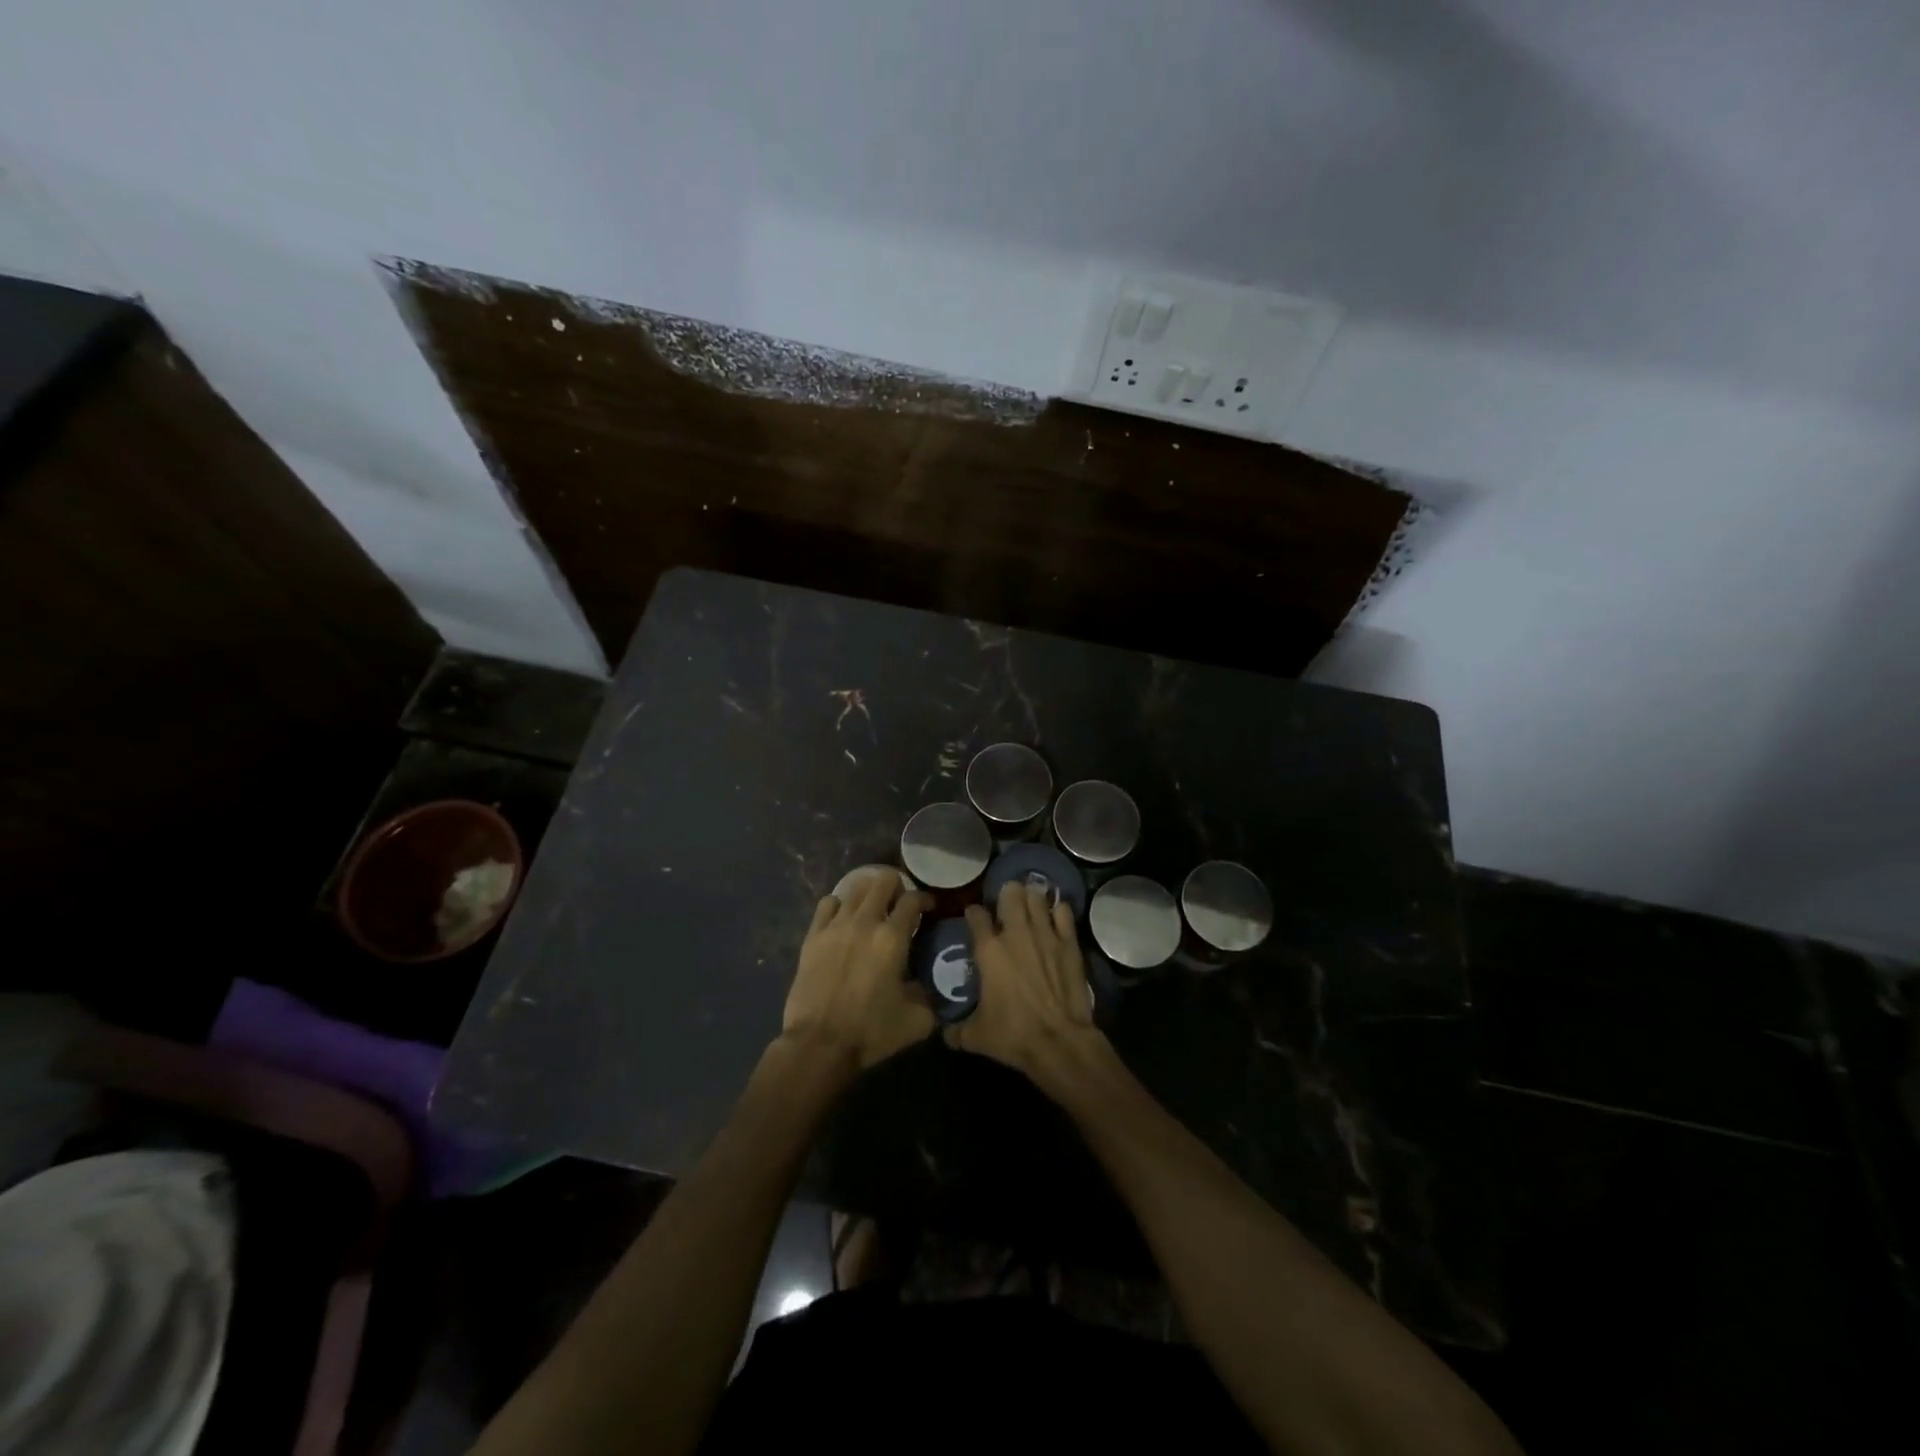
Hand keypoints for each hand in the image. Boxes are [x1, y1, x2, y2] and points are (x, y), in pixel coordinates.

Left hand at [781, 872, 935, 1069]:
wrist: (819, 1045)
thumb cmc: (871, 1032)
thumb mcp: (917, 1020)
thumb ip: (930, 996)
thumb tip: (931, 985)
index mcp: (892, 938)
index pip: (912, 899)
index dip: (925, 899)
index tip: (929, 908)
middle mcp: (865, 922)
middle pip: (883, 881)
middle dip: (897, 887)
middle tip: (900, 905)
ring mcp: (835, 926)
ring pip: (855, 887)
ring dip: (869, 892)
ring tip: (873, 907)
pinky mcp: (813, 936)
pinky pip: (828, 903)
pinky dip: (839, 904)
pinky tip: (844, 918)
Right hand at [952, 881, 1099, 1079]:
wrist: (1059, 1041)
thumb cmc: (1012, 1035)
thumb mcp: (976, 1037)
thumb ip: (956, 1031)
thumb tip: (944, 1033)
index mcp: (988, 950)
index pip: (976, 915)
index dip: (973, 913)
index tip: (974, 917)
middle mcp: (1015, 933)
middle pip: (1010, 893)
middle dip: (1006, 894)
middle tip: (1005, 904)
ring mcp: (1045, 934)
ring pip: (1037, 898)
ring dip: (1032, 898)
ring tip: (1029, 904)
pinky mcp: (1069, 943)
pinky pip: (1064, 912)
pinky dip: (1059, 911)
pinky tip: (1056, 916)